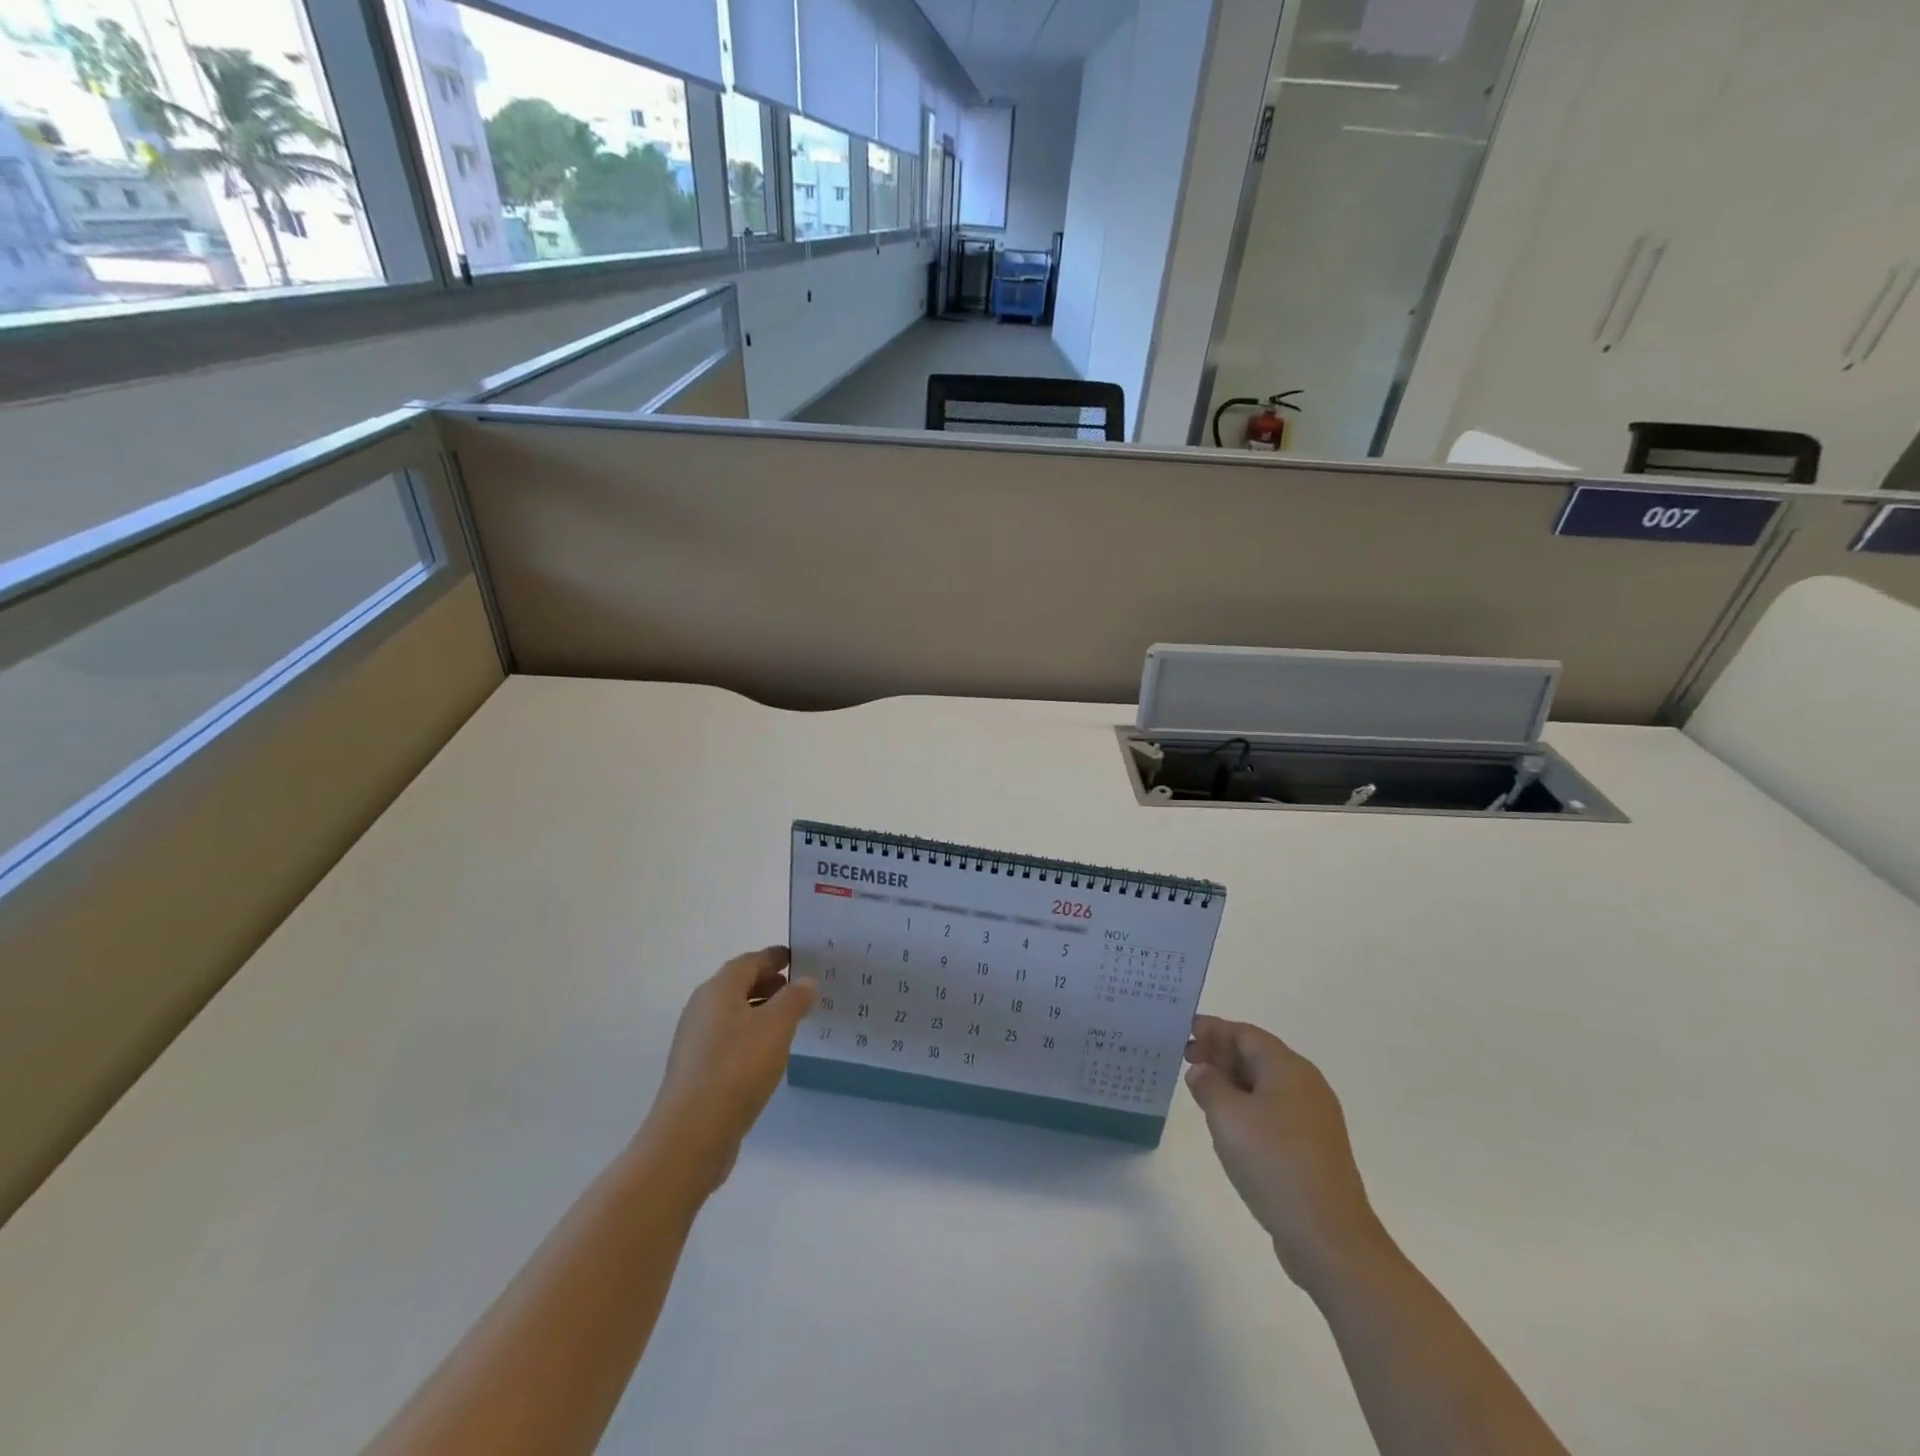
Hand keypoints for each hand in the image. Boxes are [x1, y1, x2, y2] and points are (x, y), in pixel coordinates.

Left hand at [646, 947, 816, 1190]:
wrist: (691, 1134)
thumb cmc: (737, 1068)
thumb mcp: (776, 1026)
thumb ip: (794, 999)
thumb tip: (804, 981)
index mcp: (718, 989)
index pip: (749, 961)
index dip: (774, 957)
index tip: (797, 958)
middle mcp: (702, 1008)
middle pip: (738, 985)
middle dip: (768, 983)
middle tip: (800, 989)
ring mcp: (695, 1041)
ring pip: (733, 1014)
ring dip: (760, 1011)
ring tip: (791, 1021)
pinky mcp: (696, 1070)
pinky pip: (729, 1040)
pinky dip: (750, 1036)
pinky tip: (768, 1053)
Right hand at [1184, 1015, 1386, 1291]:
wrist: (1329, 1237)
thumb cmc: (1274, 1163)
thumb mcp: (1227, 1117)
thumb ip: (1208, 1084)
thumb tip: (1201, 1070)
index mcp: (1288, 1068)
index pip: (1245, 1033)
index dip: (1212, 1030)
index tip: (1183, 1033)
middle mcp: (1306, 1085)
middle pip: (1257, 1056)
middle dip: (1220, 1054)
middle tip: (1185, 1062)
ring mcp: (1314, 1119)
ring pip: (1265, 1085)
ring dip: (1232, 1082)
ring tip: (1201, 1093)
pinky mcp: (1314, 1149)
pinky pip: (1274, 1112)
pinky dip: (1247, 1107)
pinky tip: (1229, 1127)